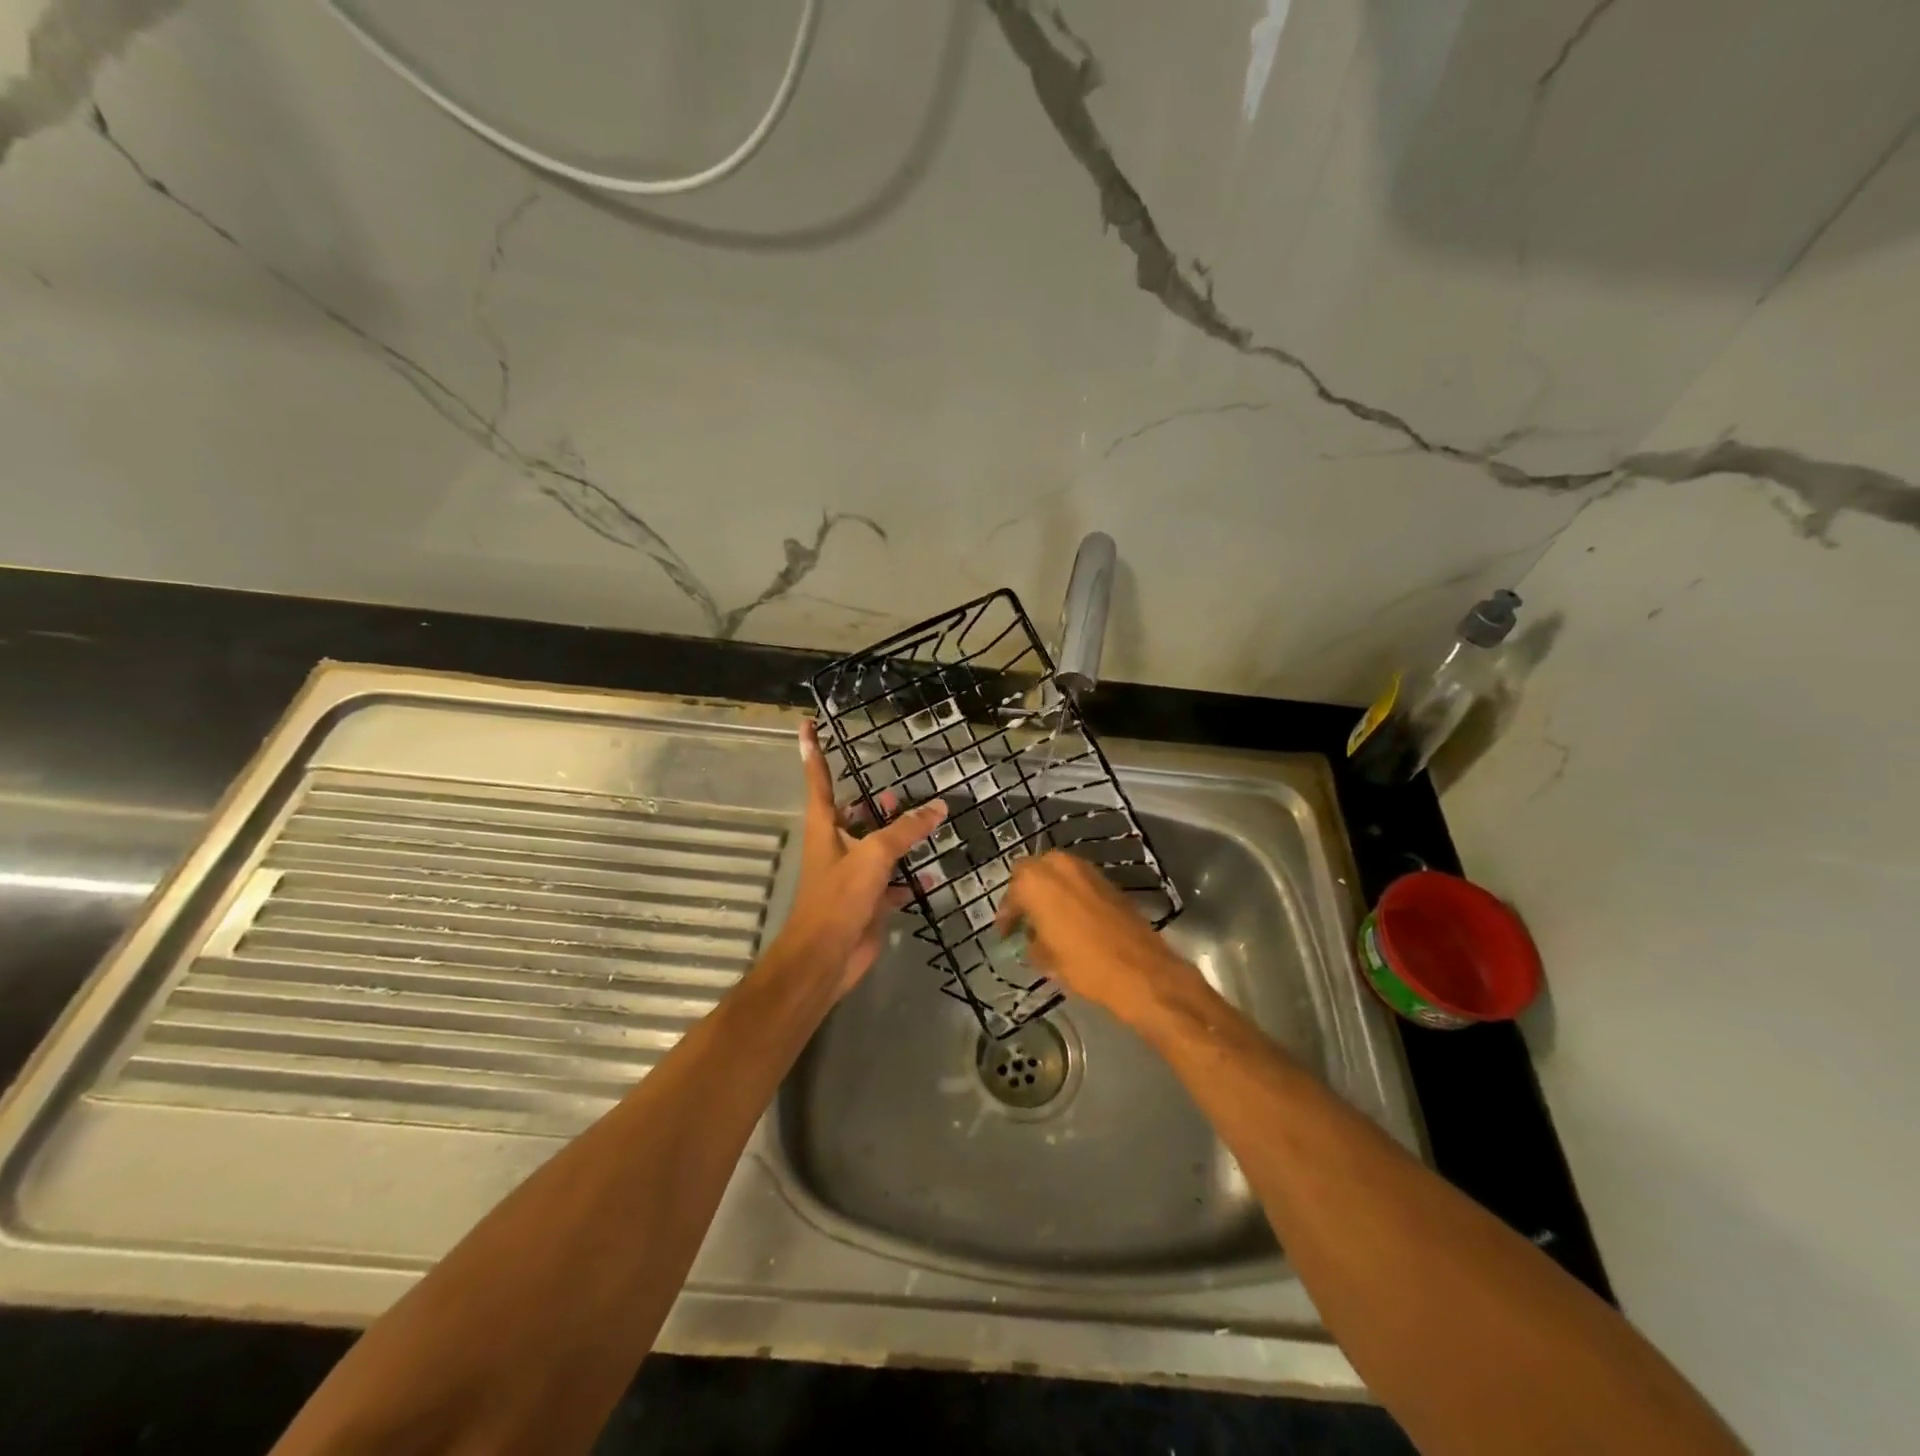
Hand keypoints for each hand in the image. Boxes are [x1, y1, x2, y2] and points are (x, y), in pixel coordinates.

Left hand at [767, 722, 947, 999]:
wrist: (826, 957)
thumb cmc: (838, 898)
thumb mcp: (873, 855)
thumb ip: (906, 829)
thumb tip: (937, 806)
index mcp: (825, 827)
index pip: (818, 780)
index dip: (812, 752)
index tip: (805, 725)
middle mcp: (836, 846)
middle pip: (852, 815)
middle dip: (870, 803)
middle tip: (892, 791)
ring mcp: (852, 875)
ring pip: (877, 848)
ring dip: (896, 839)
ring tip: (922, 824)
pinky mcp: (868, 901)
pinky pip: (893, 883)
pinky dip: (910, 879)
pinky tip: (932, 875)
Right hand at [995, 850, 1194, 1023]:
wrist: (1141, 970)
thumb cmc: (1084, 964)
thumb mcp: (1047, 959)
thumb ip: (1033, 942)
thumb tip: (1033, 939)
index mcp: (1036, 882)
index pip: (1011, 892)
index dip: (1007, 914)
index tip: (1006, 933)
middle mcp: (1060, 865)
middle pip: (1033, 871)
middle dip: (1026, 892)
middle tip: (1025, 918)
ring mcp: (1087, 870)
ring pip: (1057, 872)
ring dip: (1050, 890)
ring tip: (1049, 919)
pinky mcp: (1108, 881)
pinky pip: (1079, 881)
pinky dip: (1071, 894)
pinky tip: (1073, 919)